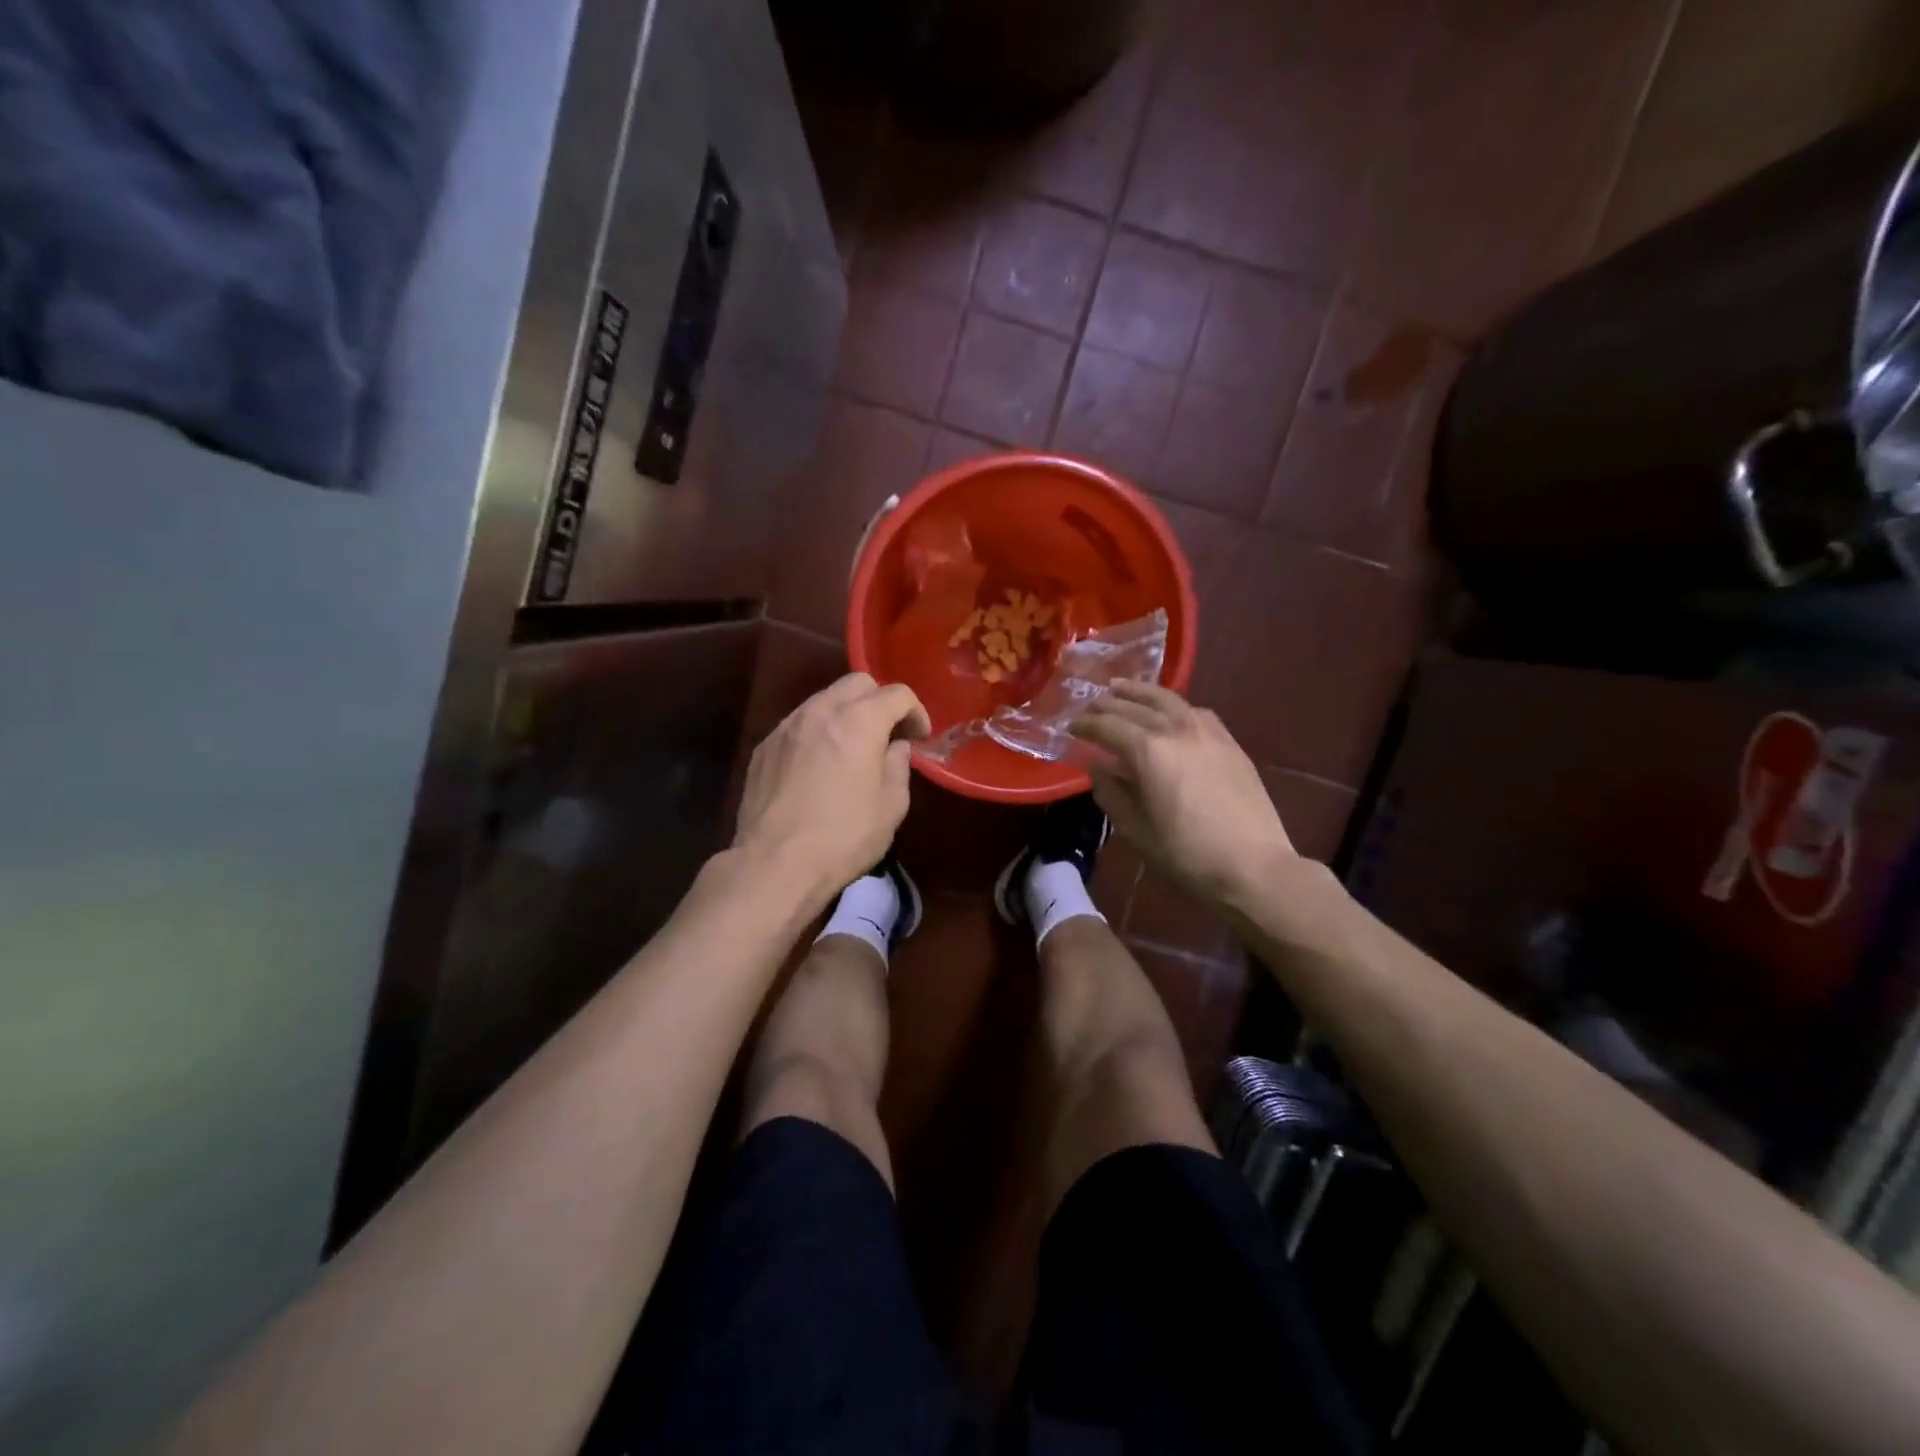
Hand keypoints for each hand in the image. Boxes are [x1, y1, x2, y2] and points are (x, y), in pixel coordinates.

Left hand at [734, 673, 930, 902]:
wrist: (774, 864)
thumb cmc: (843, 837)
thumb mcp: (891, 806)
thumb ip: (898, 766)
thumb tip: (895, 747)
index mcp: (859, 721)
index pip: (897, 694)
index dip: (916, 711)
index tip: (920, 736)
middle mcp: (820, 711)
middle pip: (857, 683)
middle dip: (879, 701)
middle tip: (888, 734)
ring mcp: (786, 726)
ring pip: (823, 700)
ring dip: (845, 714)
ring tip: (851, 748)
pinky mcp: (764, 747)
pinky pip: (798, 725)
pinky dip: (817, 733)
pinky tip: (818, 766)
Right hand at [1072, 681, 1295, 908]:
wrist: (1254, 866)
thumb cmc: (1186, 854)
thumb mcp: (1135, 830)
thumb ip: (1111, 792)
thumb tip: (1097, 766)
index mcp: (1148, 752)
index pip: (1107, 727)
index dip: (1085, 725)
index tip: (1070, 726)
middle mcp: (1176, 730)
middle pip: (1135, 706)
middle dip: (1108, 704)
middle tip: (1090, 705)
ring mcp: (1207, 732)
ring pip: (1167, 699)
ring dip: (1140, 692)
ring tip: (1122, 688)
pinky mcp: (1229, 742)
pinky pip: (1195, 711)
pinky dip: (1173, 705)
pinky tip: (1169, 711)